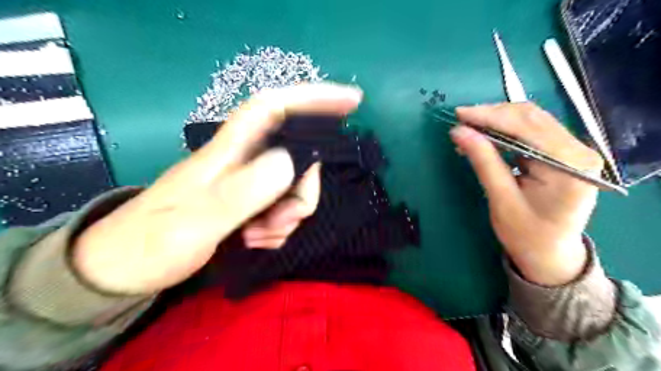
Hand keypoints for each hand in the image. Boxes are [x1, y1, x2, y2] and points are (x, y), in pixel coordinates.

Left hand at [74, 82, 363, 294]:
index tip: (352, 101)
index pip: (275, 107)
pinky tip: (254, 240)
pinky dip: (278, 229)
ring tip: (257, 236)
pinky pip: (284, 209)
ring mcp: (249, 184)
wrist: (124, 270)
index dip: (313, 98)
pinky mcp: (249, 203)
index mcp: (230, 152)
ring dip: (287, 218)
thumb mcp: (197, 222)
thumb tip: (291, 161)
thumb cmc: (151, 242)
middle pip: (298, 158)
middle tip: (282, 222)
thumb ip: (244, 192)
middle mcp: (244, 161)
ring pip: (294, 188)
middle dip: (302, 192)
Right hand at [452, 103, 602, 284]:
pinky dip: (504, 131)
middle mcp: (578, 151)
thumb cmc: (526, 234)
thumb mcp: (501, 200)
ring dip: (497, 121)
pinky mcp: (561, 153)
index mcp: (569, 166)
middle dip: (492, 115)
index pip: (527, 127)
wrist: (550, 254)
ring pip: (530, 120)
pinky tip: (485, 137)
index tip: (459, 115)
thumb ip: (483, 161)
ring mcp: (572, 150)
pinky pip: (530, 131)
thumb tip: (459, 131)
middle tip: (461, 120)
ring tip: (468, 129)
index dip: (491, 116)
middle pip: (531, 117)